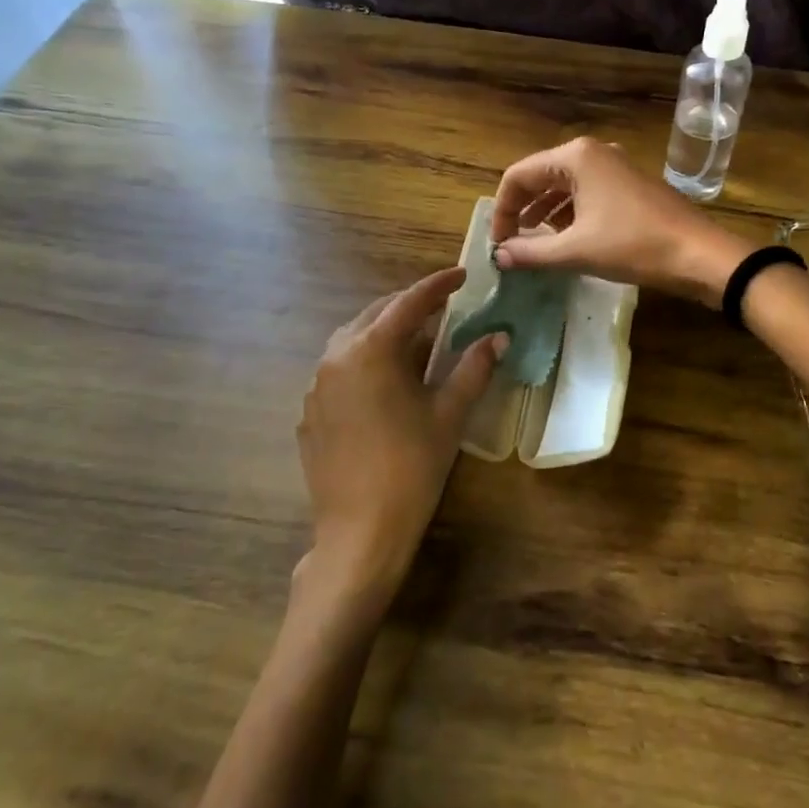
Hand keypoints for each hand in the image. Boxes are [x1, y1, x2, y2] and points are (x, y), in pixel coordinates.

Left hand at [294, 268, 503, 612]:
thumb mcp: (449, 413)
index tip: (463, 274)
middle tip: (443, 307)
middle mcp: (336, 357)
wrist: (360, 532)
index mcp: (371, 350)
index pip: (410, 303)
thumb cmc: (412, 466)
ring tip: (416, 342)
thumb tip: (498, 336)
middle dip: (410, 306)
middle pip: (376, 315)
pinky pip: (339, 370)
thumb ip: (474, 368)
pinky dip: (365, 362)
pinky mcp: (310, 413)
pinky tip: (386, 384)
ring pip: (353, 340)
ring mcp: (316, 386)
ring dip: (385, 332)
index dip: (438, 285)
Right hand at [490, 137, 747, 306]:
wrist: (699, 254)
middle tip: (510, 243)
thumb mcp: (576, 250)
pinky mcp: (629, 184)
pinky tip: (566, 238)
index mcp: (575, 157)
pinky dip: (569, 213)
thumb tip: (498, 256)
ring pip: (564, 185)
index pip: (518, 175)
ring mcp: (615, 166)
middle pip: (540, 176)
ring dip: (544, 212)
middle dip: (521, 209)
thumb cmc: (633, 246)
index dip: (502, 210)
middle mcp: (593, 153)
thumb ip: (531, 252)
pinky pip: (586, 192)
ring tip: (533, 243)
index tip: (498, 243)